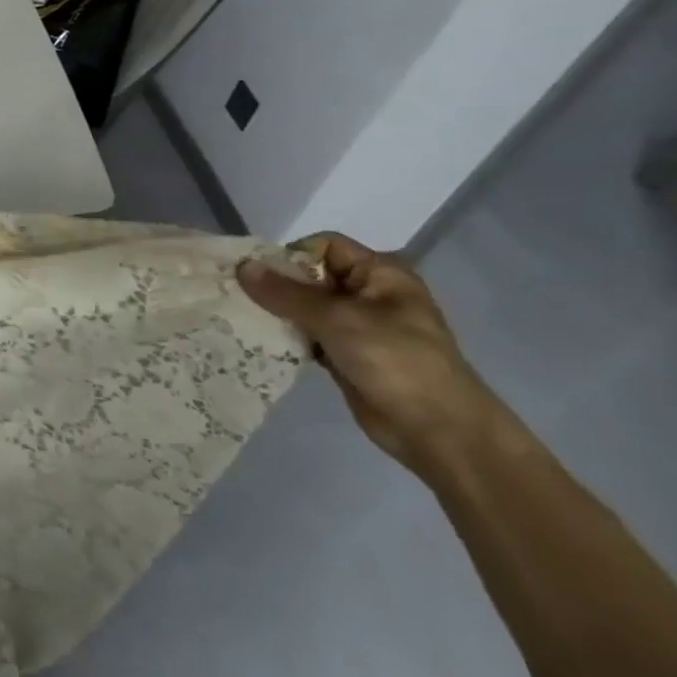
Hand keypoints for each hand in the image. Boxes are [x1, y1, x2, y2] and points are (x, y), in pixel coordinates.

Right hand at [237, 233, 509, 481]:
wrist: (438, 430)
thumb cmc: (396, 361)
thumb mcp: (338, 320)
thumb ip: (286, 293)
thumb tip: (241, 266)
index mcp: (380, 274)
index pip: (325, 246)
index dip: (290, 255)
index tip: (258, 275)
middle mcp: (368, 294)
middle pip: (311, 276)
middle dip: (275, 284)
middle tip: (239, 296)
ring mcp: (357, 326)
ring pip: (305, 307)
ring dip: (277, 312)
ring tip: (243, 318)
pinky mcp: (345, 353)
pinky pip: (307, 334)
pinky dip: (286, 335)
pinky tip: (260, 340)